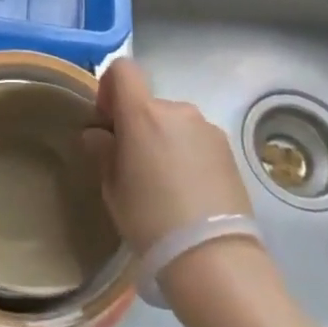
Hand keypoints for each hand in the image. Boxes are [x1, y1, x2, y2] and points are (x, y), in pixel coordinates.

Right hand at [84, 57, 250, 251]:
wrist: (213, 256)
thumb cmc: (151, 220)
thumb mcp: (113, 190)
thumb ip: (103, 152)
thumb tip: (98, 134)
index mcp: (143, 114)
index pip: (123, 69)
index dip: (110, 88)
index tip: (108, 122)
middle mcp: (178, 110)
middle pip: (149, 103)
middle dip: (138, 125)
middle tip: (134, 166)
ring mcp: (207, 128)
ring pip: (174, 123)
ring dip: (164, 140)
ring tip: (166, 184)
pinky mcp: (229, 150)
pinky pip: (197, 140)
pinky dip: (187, 154)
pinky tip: (189, 191)